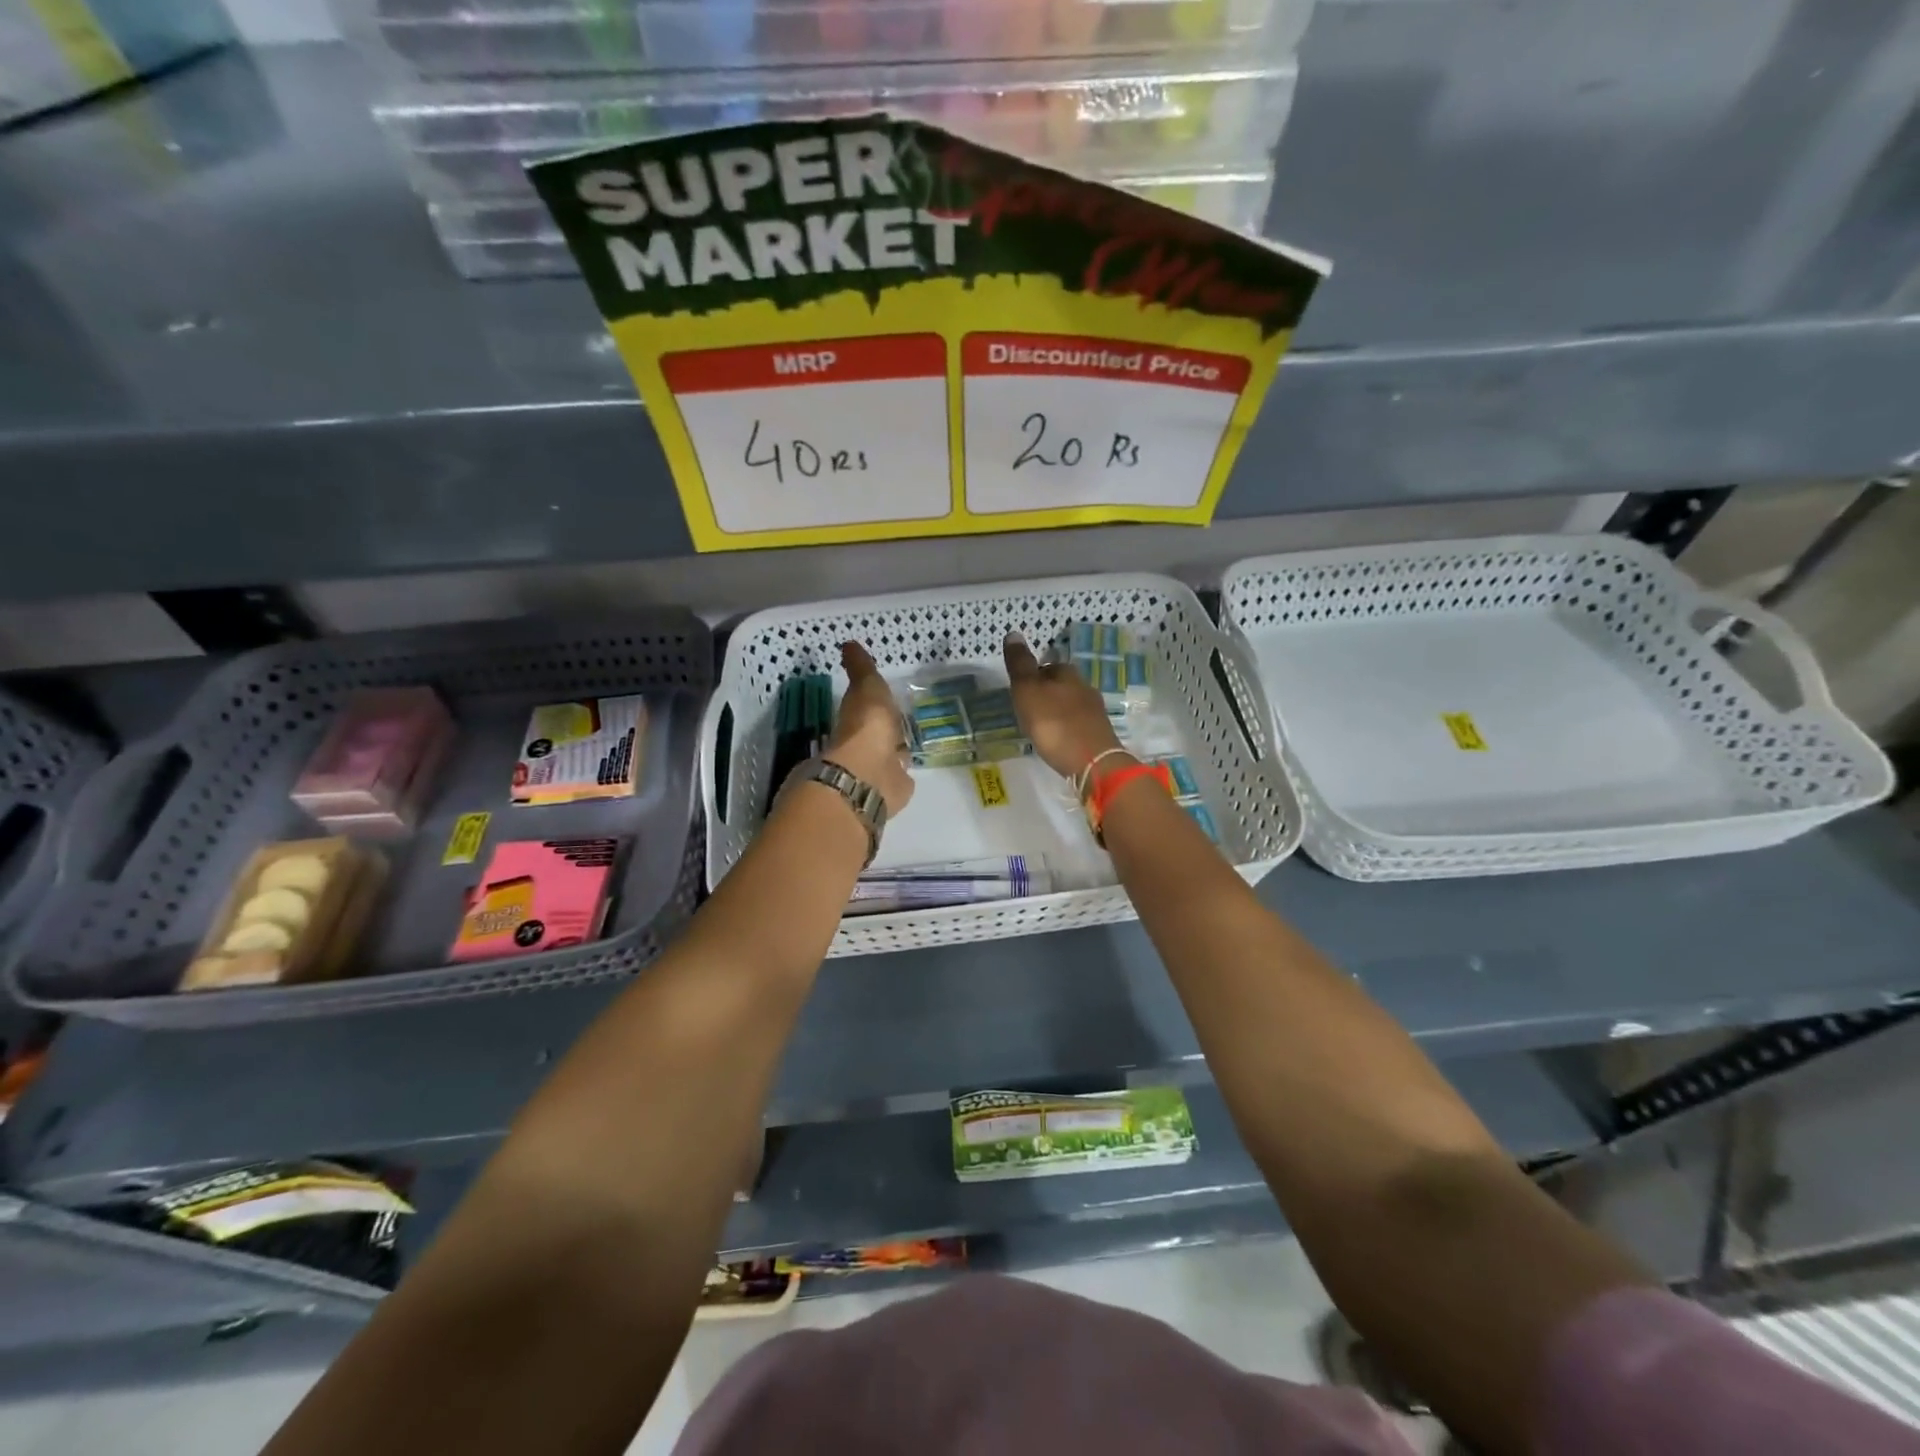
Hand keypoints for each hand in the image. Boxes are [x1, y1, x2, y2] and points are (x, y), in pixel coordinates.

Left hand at [824, 641, 914, 816]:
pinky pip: (899, 777)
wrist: (871, 774)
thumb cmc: (868, 725)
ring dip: (895, 751)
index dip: (874, 704)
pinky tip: (912, 768)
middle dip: (888, 730)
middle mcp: (865, 744)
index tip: (884, 698)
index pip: (866, 709)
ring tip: (910, 744)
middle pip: (879, 734)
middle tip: (902, 723)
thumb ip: (861, 669)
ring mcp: (880, 768)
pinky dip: (904, 773)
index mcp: (858, 719)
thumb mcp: (866, 687)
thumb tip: (847, 644)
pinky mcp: (894, 788)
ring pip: (889, 755)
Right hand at [1004, 631, 1123, 780]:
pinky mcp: (1099, 734)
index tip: (1019, 690)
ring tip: (1040, 726)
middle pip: (1061, 684)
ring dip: (1056, 711)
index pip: (1047, 666)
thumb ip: (1020, 665)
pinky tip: (1058, 740)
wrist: (1092, 762)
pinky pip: (1077, 724)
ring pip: (1070, 704)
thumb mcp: (1028, 691)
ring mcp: (1095, 712)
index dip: (1032, 676)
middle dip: (1046, 693)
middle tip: (1027, 709)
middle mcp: (1084, 687)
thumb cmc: (1054, 723)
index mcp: (1067, 674)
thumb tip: (1013, 633)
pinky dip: (1066, 728)